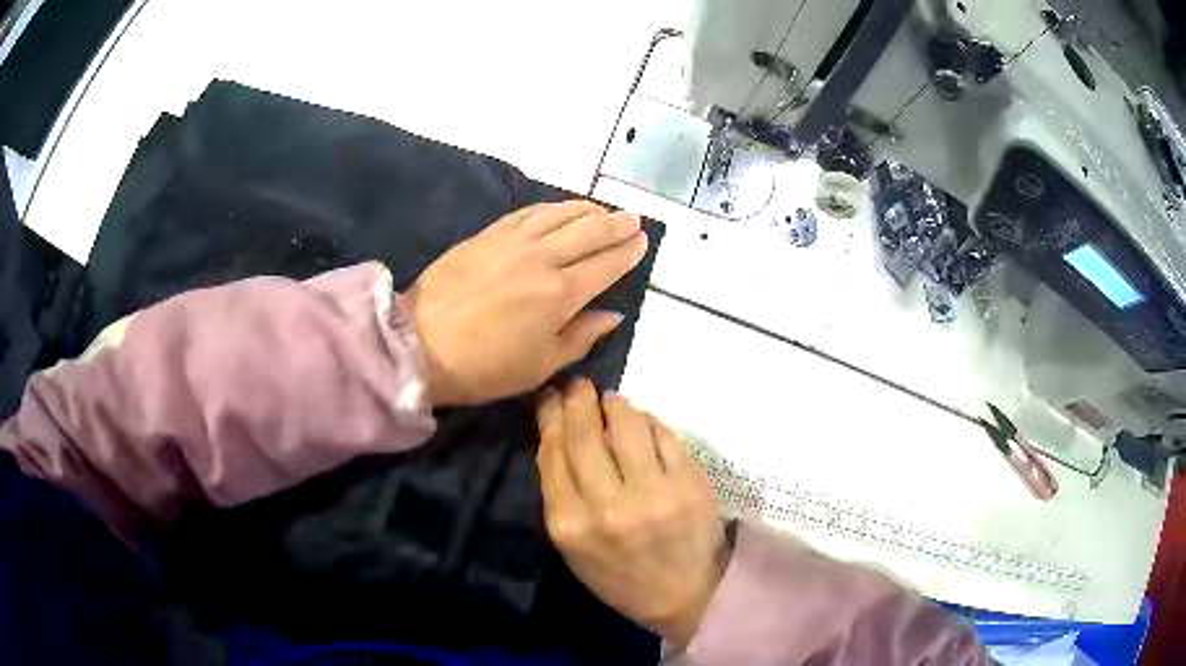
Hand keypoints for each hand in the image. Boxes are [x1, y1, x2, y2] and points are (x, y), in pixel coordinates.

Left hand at [407, 201, 647, 406]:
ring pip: (561, 213)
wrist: (420, 344)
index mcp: (561, 295)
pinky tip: (560, 209)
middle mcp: (543, 258)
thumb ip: (582, 335)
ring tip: (602, 211)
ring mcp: (513, 241)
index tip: (643, 241)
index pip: (606, 264)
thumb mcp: (541, 365)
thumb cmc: (485, 367)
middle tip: (633, 219)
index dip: (628, 251)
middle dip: (617, 223)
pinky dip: (552, 207)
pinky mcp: (488, 234)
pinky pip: (529, 212)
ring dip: (588, 209)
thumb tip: (614, 314)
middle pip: (590, 230)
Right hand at [536, 379, 727, 647]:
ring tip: (612, 401)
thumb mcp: (573, 546)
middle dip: (579, 401)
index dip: (550, 418)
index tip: (552, 398)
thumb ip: (559, 492)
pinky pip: (663, 435)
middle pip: (585, 435)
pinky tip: (643, 423)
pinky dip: (649, 422)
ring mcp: (653, 494)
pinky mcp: (689, 485)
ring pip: (627, 426)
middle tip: (580, 387)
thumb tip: (555, 433)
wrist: (682, 594)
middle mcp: (607, 508)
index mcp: (570, 525)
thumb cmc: (619, 574)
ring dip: (616, 404)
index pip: (553, 454)